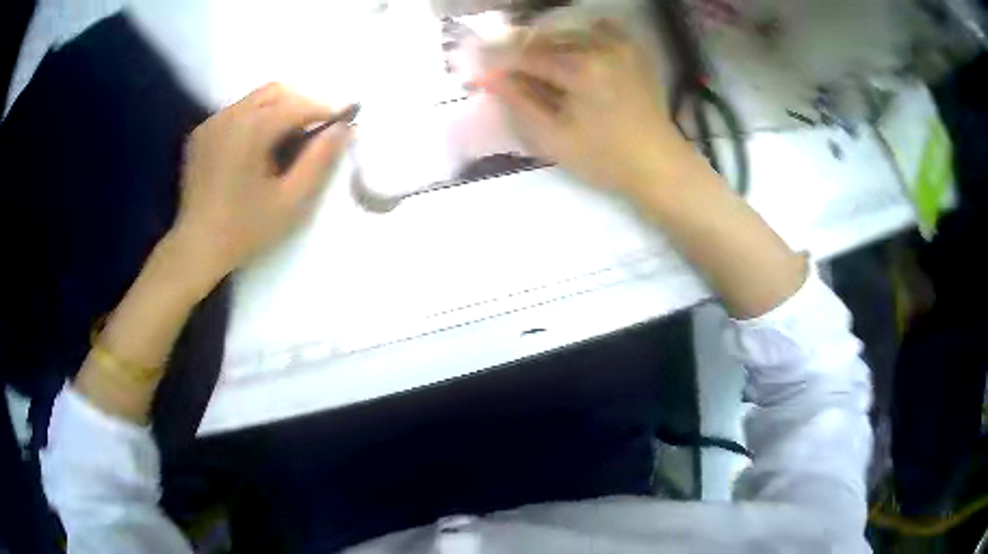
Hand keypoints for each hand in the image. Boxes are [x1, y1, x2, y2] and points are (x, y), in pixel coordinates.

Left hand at [169, 83, 351, 292]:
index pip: (297, 105)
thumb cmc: (245, 230)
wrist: (196, 248)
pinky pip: (235, 113)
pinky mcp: (201, 134)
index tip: (343, 122)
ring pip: (255, 100)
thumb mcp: (291, 201)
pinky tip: (256, 149)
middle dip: (300, 105)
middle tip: (314, 133)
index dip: (324, 110)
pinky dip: (254, 120)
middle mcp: (229, 116)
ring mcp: (211, 123)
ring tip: (286, 142)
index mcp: (250, 130)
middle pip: (275, 92)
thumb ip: (320, 160)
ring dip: (277, 111)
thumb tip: (344, 128)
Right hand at [486, 20, 689, 191]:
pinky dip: (581, 37)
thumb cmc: (605, 159)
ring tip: (538, 68)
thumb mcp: (554, 138)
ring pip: (569, 33)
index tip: (479, 68)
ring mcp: (621, 46)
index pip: (526, 54)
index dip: (498, 60)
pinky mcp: (633, 52)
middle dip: (521, 52)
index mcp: (580, 68)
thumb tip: (490, 77)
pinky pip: (600, 30)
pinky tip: (575, 54)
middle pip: (546, 39)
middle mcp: (600, 46)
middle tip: (506, 73)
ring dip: (548, 46)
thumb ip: (520, 102)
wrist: (658, 165)